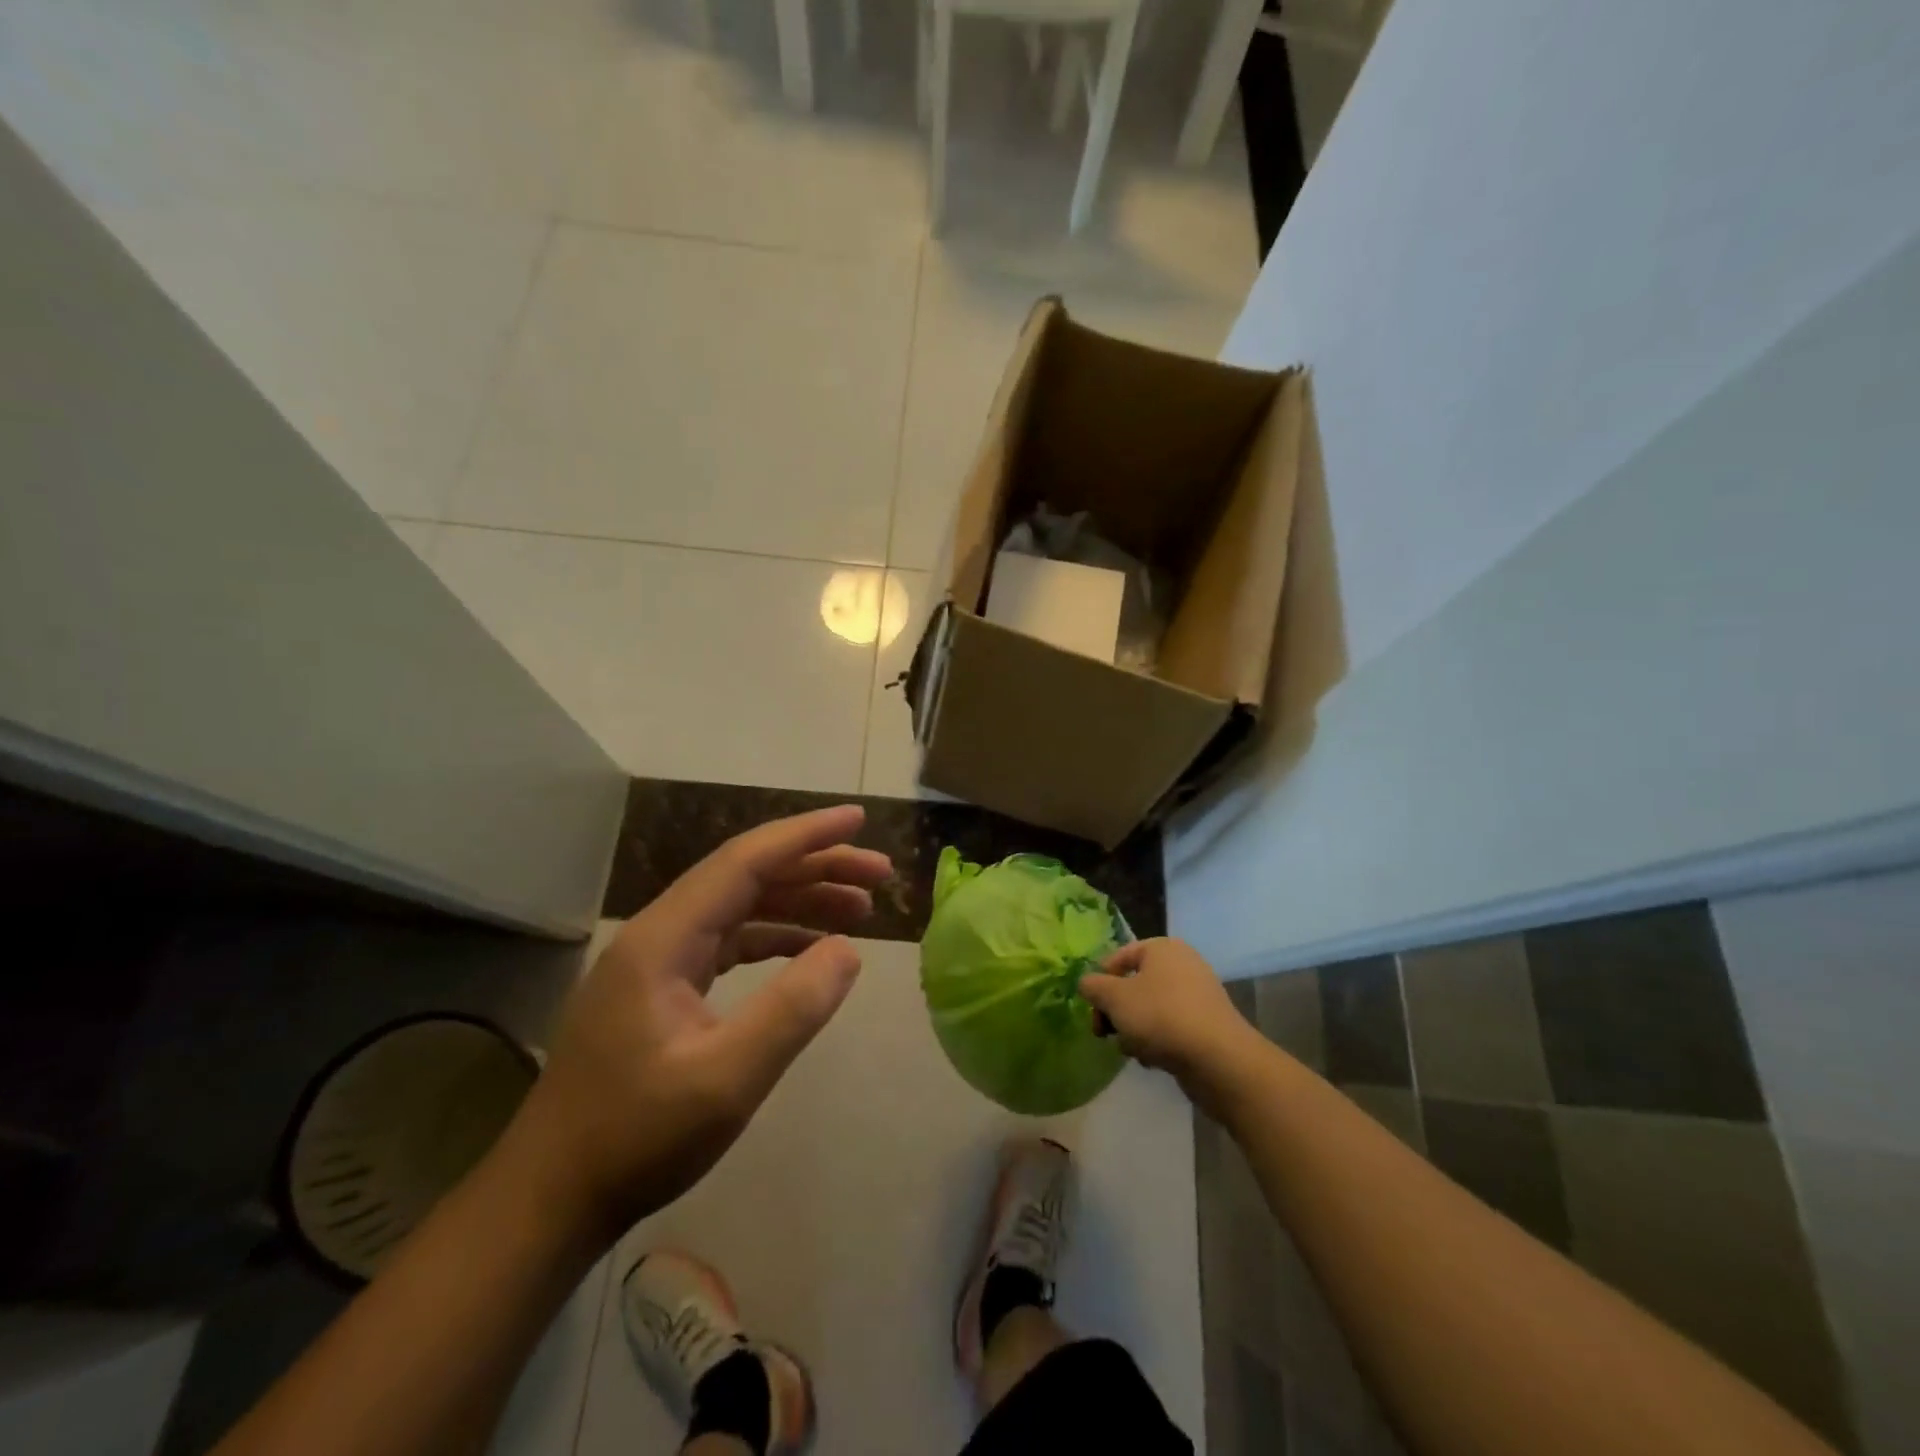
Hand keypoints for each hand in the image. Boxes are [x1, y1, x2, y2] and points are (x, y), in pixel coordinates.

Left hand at [507, 805, 892, 1244]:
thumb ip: (792, 1009)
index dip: (806, 835)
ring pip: (741, 906)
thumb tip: (849, 949)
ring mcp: (658, 961)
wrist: (550, 1198)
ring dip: (800, 899)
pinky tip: (811, 948)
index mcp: (664, 938)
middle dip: (815, 866)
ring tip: (860, 908)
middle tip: (879, 876)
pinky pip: (730, 941)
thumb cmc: (635, 1138)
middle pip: (747, 876)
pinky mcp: (663, 988)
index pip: (744, 861)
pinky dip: (776, 935)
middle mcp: (659, 934)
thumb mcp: (727, 1080)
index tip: (859, 819)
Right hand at [1078, 938, 1261, 1111]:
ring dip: (1134, 1028)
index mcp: (1162, 948)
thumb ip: (1093, 986)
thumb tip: (1086, 983)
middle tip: (1104, 1032)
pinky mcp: (1206, 1024)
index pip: (1119, 956)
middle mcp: (1182, 964)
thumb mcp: (1115, 998)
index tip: (1092, 1007)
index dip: (1101, 981)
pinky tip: (1153, 1060)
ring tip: (1132, 1049)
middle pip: (1134, 984)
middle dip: (1116, 1010)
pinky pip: (1170, 1026)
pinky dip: (1157, 1040)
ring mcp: (1198, 995)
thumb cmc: (1160, 1016)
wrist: (1218, 1059)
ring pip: (1150, 1008)